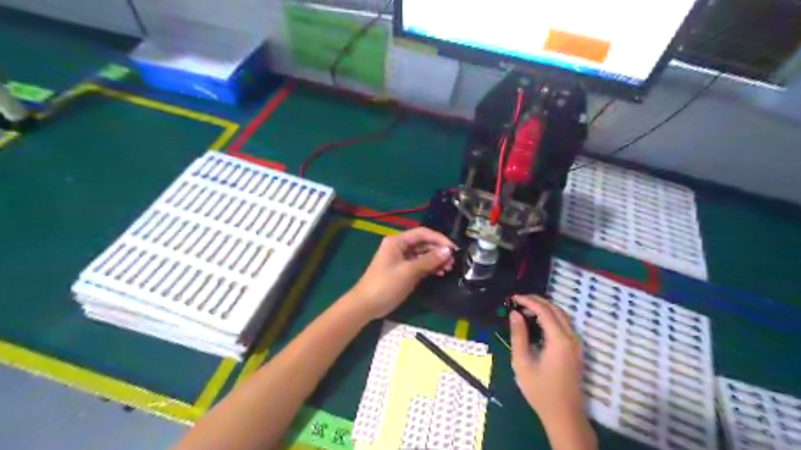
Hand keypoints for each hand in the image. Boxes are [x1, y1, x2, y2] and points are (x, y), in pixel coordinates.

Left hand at [351, 228, 456, 318]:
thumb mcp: (408, 271)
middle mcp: (400, 247)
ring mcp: (402, 259)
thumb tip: (447, 251)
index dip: (439, 238)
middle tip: (453, 261)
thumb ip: (429, 260)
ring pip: (424, 254)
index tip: (453, 248)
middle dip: (439, 250)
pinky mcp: (404, 271)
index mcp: (397, 241)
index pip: (422, 233)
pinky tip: (440, 273)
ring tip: (448, 268)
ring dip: (436, 259)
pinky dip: (430, 267)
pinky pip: (420, 265)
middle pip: (424, 243)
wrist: (366, 305)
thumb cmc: (385, 284)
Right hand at [510, 296, 585, 425]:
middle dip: (537, 301)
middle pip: (556, 309)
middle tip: (518, 300)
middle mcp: (571, 338)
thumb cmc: (540, 390)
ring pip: (562, 316)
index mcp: (559, 340)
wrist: (564, 415)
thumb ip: (518, 335)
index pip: (544, 310)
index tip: (513, 297)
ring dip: (544, 308)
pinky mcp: (576, 350)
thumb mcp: (522, 363)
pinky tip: (537, 322)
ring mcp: (576, 344)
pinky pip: (564, 325)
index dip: (528, 301)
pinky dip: (551, 317)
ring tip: (525, 309)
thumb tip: (515, 314)